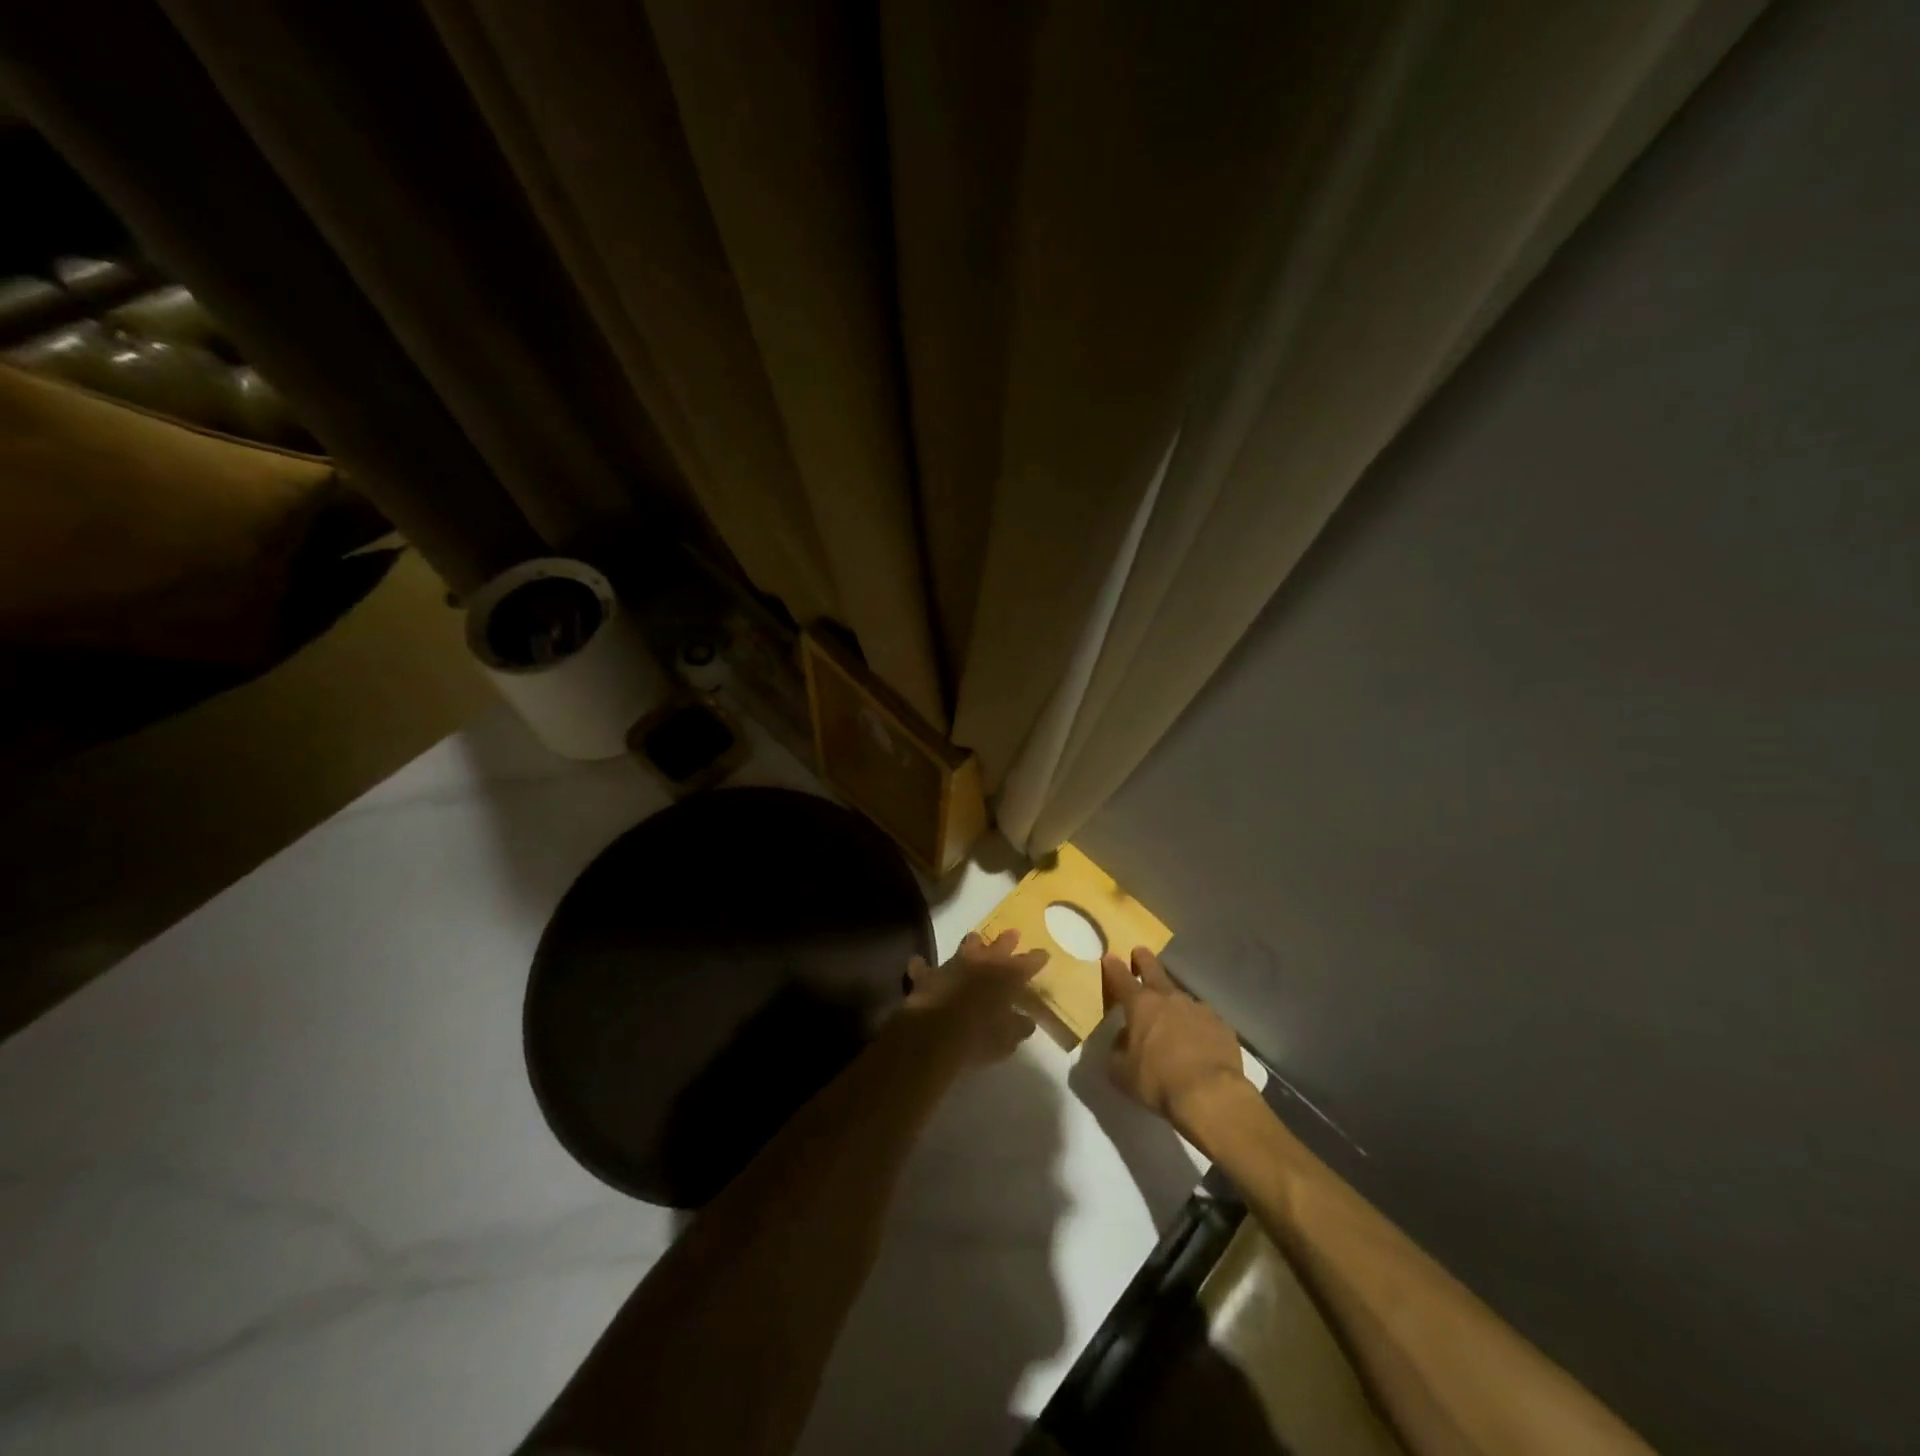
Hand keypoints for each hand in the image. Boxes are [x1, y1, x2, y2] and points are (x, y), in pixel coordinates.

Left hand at [904, 930, 1047, 1065]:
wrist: (936, 1032)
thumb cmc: (980, 1036)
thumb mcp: (1008, 1038)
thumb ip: (1018, 1027)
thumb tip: (1026, 1022)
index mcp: (1006, 976)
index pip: (1028, 963)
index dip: (1037, 958)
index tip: (1044, 954)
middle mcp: (981, 963)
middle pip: (998, 945)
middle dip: (1007, 940)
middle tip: (1013, 934)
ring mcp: (953, 965)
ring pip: (965, 946)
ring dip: (971, 944)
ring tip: (975, 939)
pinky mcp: (928, 976)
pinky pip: (923, 968)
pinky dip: (922, 967)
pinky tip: (919, 964)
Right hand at [1101, 946, 1250, 1125]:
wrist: (1210, 1094)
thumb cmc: (1158, 1081)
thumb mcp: (1122, 1073)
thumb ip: (1117, 1052)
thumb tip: (1122, 1041)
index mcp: (1140, 1005)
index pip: (1121, 978)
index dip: (1113, 967)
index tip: (1109, 956)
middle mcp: (1168, 998)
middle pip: (1154, 970)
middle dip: (1144, 960)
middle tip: (1140, 952)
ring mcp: (1198, 1008)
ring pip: (1181, 997)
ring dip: (1173, 1000)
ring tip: (1172, 1014)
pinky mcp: (1221, 1025)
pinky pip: (1204, 1019)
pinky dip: (1197, 1024)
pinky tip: (1199, 1040)